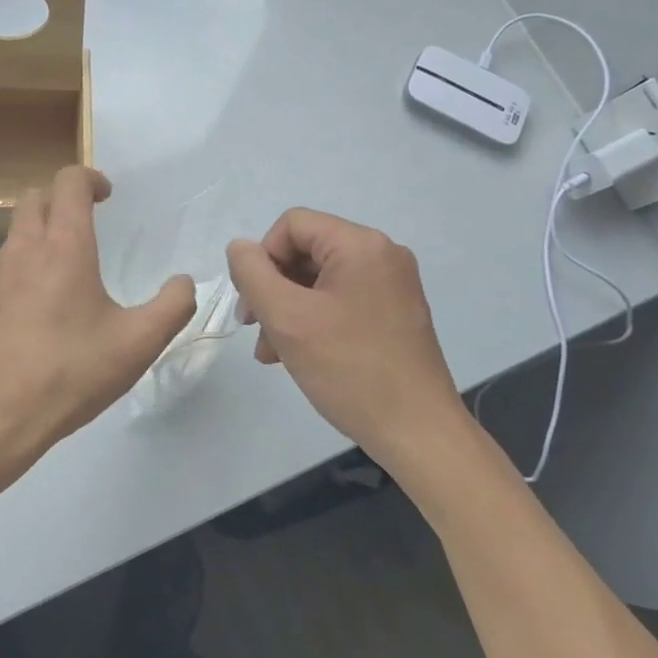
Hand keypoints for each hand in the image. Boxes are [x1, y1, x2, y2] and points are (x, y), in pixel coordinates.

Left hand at [0, 166, 196, 489]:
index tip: (105, 196)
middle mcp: (21, 249)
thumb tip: (184, 282)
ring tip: (57, 281)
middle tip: (82, 226)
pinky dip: (13, 277)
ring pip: (12, 237)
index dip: (89, 178)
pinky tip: (25, 318)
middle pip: (33, 198)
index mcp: (64, 247)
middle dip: (59, 200)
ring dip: (36, 240)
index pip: (69, 182)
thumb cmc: (70, 374)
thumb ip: (173, 306)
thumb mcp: (139, 344)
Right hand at [226, 208, 466, 455]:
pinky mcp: (396, 312)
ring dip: (288, 308)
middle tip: (254, 328)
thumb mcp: (287, 318)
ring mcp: (392, 284)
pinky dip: (313, 319)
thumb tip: (240, 248)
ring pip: (319, 279)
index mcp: (361, 245)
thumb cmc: (349, 370)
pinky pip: (341, 299)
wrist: (417, 432)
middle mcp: (382, 254)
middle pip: (306, 251)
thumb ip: (252, 274)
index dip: (263, 258)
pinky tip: (296, 354)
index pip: (292, 225)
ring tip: (271, 351)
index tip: (254, 303)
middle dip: (273, 287)